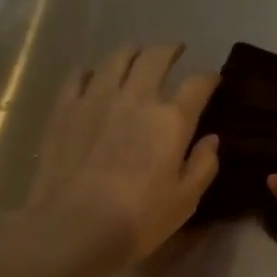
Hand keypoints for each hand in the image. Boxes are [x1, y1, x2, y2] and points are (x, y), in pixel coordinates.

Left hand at [25, 43, 219, 267]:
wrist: (74, 226)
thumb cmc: (139, 219)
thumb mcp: (185, 200)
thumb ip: (203, 165)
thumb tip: (211, 140)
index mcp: (172, 119)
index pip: (198, 84)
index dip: (209, 78)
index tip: (212, 80)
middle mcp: (137, 97)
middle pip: (156, 57)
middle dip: (170, 50)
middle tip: (175, 51)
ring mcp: (97, 97)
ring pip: (117, 58)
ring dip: (132, 52)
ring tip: (137, 54)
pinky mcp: (65, 108)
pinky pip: (78, 76)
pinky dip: (91, 71)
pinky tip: (92, 76)